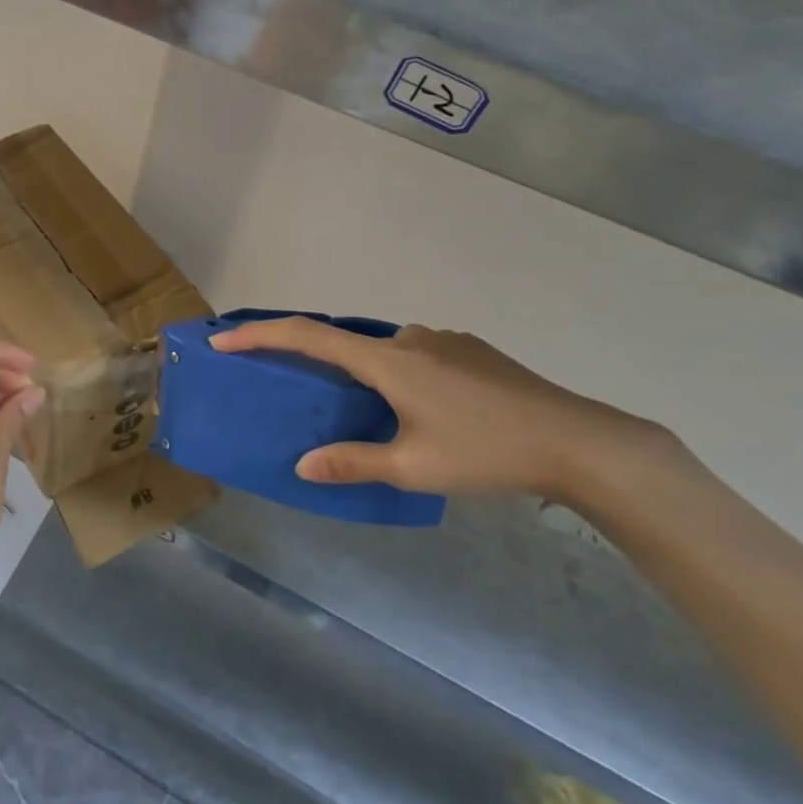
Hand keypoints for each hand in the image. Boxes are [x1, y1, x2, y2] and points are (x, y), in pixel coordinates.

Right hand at [210, 317, 652, 502]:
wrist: (577, 441)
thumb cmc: (486, 453)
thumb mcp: (413, 468)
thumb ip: (353, 462)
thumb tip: (304, 465)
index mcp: (388, 360)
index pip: (309, 337)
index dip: (261, 335)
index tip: (225, 340)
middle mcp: (410, 338)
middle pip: (347, 343)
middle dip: (319, 364)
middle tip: (309, 398)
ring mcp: (444, 340)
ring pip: (387, 353)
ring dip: (368, 376)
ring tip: (378, 420)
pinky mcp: (471, 351)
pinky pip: (418, 356)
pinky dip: (401, 376)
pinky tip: (427, 413)